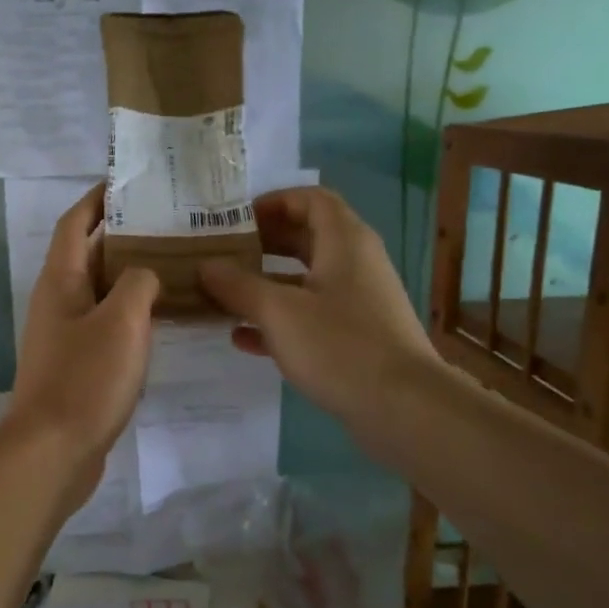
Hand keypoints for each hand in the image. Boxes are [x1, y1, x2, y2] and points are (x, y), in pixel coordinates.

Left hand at [6, 186, 159, 498]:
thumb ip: (140, 283)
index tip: (130, 182)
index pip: (75, 223)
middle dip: (124, 235)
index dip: (98, 199)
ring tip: (176, 264)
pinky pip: (107, 324)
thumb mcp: (123, 321)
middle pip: (89, 255)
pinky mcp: (77, 364)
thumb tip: (146, 274)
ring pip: (101, 292)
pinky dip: (132, 314)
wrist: (54, 450)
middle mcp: (57, 301)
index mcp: (60, 280)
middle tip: (170, 224)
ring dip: (132, 276)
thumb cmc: (86, 378)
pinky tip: (164, 318)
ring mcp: (65, 335)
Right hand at [198, 187, 439, 438]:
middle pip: (306, 238)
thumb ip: (238, 286)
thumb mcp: (278, 312)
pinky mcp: (355, 337)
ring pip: (304, 281)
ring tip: (223, 294)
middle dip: (263, 244)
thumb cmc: (340, 346)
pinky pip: (310, 316)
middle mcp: (355, 264)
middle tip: (222, 254)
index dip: (273, 202)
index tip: (236, 219)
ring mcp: (357, 302)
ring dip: (265, 284)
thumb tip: (205, 266)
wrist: (403, 407)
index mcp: (344, 242)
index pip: (311, 200)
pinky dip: (278, 320)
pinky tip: (242, 338)